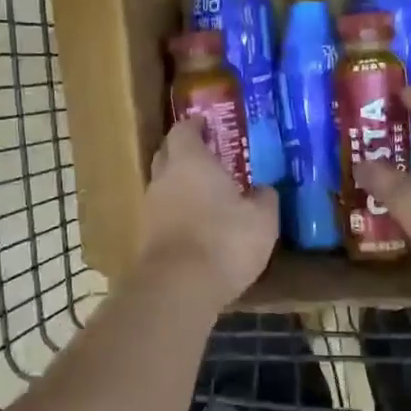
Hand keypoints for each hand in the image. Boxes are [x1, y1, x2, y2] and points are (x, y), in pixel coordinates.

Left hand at [138, 117, 278, 306]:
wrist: (179, 287)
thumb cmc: (224, 240)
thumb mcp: (262, 220)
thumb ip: (264, 199)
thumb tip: (263, 190)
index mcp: (190, 162)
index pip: (184, 131)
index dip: (194, 125)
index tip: (205, 123)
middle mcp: (164, 179)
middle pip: (166, 154)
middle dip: (182, 151)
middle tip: (206, 154)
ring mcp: (150, 209)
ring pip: (163, 186)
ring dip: (179, 185)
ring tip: (205, 192)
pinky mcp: (146, 238)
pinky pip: (163, 214)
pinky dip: (176, 213)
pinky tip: (195, 224)